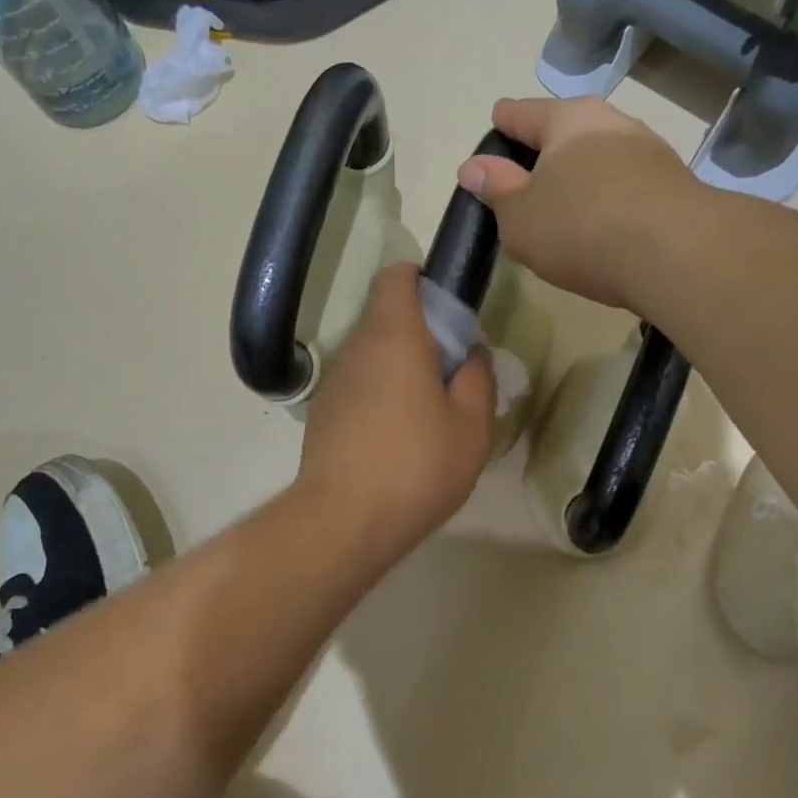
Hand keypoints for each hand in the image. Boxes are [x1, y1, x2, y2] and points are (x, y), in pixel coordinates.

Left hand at [297, 265, 496, 553]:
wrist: (343, 520)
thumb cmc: (417, 465)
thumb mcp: (472, 425)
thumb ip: (477, 378)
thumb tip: (470, 353)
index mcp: (394, 336)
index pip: (396, 277)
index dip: (422, 282)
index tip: (447, 313)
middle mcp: (356, 348)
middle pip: (384, 317)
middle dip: (418, 333)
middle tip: (449, 374)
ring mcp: (333, 382)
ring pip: (370, 355)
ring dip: (397, 368)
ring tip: (425, 414)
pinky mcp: (321, 414)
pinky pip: (356, 386)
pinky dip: (377, 396)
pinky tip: (394, 439)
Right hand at [459, 96, 700, 310]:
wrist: (676, 255)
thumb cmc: (580, 228)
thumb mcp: (519, 216)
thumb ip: (496, 189)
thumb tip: (474, 166)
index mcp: (566, 120)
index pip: (521, 113)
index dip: (501, 125)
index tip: (493, 132)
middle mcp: (611, 123)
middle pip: (564, 132)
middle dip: (542, 154)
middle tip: (522, 185)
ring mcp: (648, 151)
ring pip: (597, 158)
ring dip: (577, 178)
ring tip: (561, 211)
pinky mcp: (672, 185)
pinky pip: (623, 185)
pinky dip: (604, 198)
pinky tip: (598, 228)